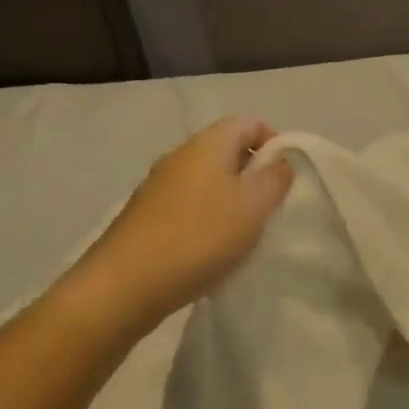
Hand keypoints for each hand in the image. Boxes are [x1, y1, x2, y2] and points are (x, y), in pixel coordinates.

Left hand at [72, 118, 294, 325]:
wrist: (124, 286)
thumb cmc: (200, 236)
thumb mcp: (255, 204)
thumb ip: (276, 177)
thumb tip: (280, 162)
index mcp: (207, 144)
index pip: (249, 122)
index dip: (274, 142)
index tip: (285, 177)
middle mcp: (179, 157)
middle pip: (228, 151)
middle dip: (254, 174)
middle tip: (269, 208)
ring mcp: (158, 187)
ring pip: (209, 181)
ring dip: (232, 201)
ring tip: (244, 234)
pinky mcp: (146, 217)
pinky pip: (189, 206)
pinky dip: (208, 220)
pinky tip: (213, 251)